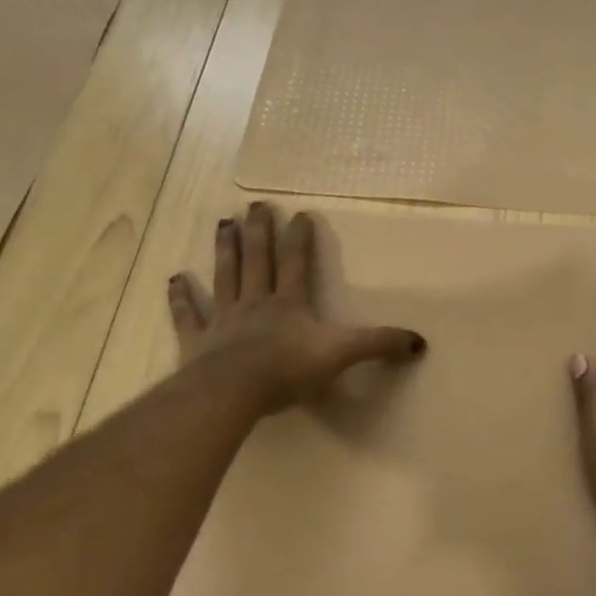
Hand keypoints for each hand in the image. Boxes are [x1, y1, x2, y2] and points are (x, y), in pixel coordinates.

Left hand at [168, 202, 425, 418]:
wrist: (233, 391)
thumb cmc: (288, 370)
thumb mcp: (342, 354)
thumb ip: (378, 344)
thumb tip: (419, 341)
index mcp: (289, 303)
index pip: (296, 263)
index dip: (300, 238)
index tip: (301, 213)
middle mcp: (256, 302)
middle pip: (258, 259)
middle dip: (259, 231)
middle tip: (256, 204)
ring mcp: (223, 319)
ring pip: (225, 276)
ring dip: (225, 250)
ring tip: (224, 223)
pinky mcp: (197, 340)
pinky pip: (188, 315)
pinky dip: (180, 298)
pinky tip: (175, 279)